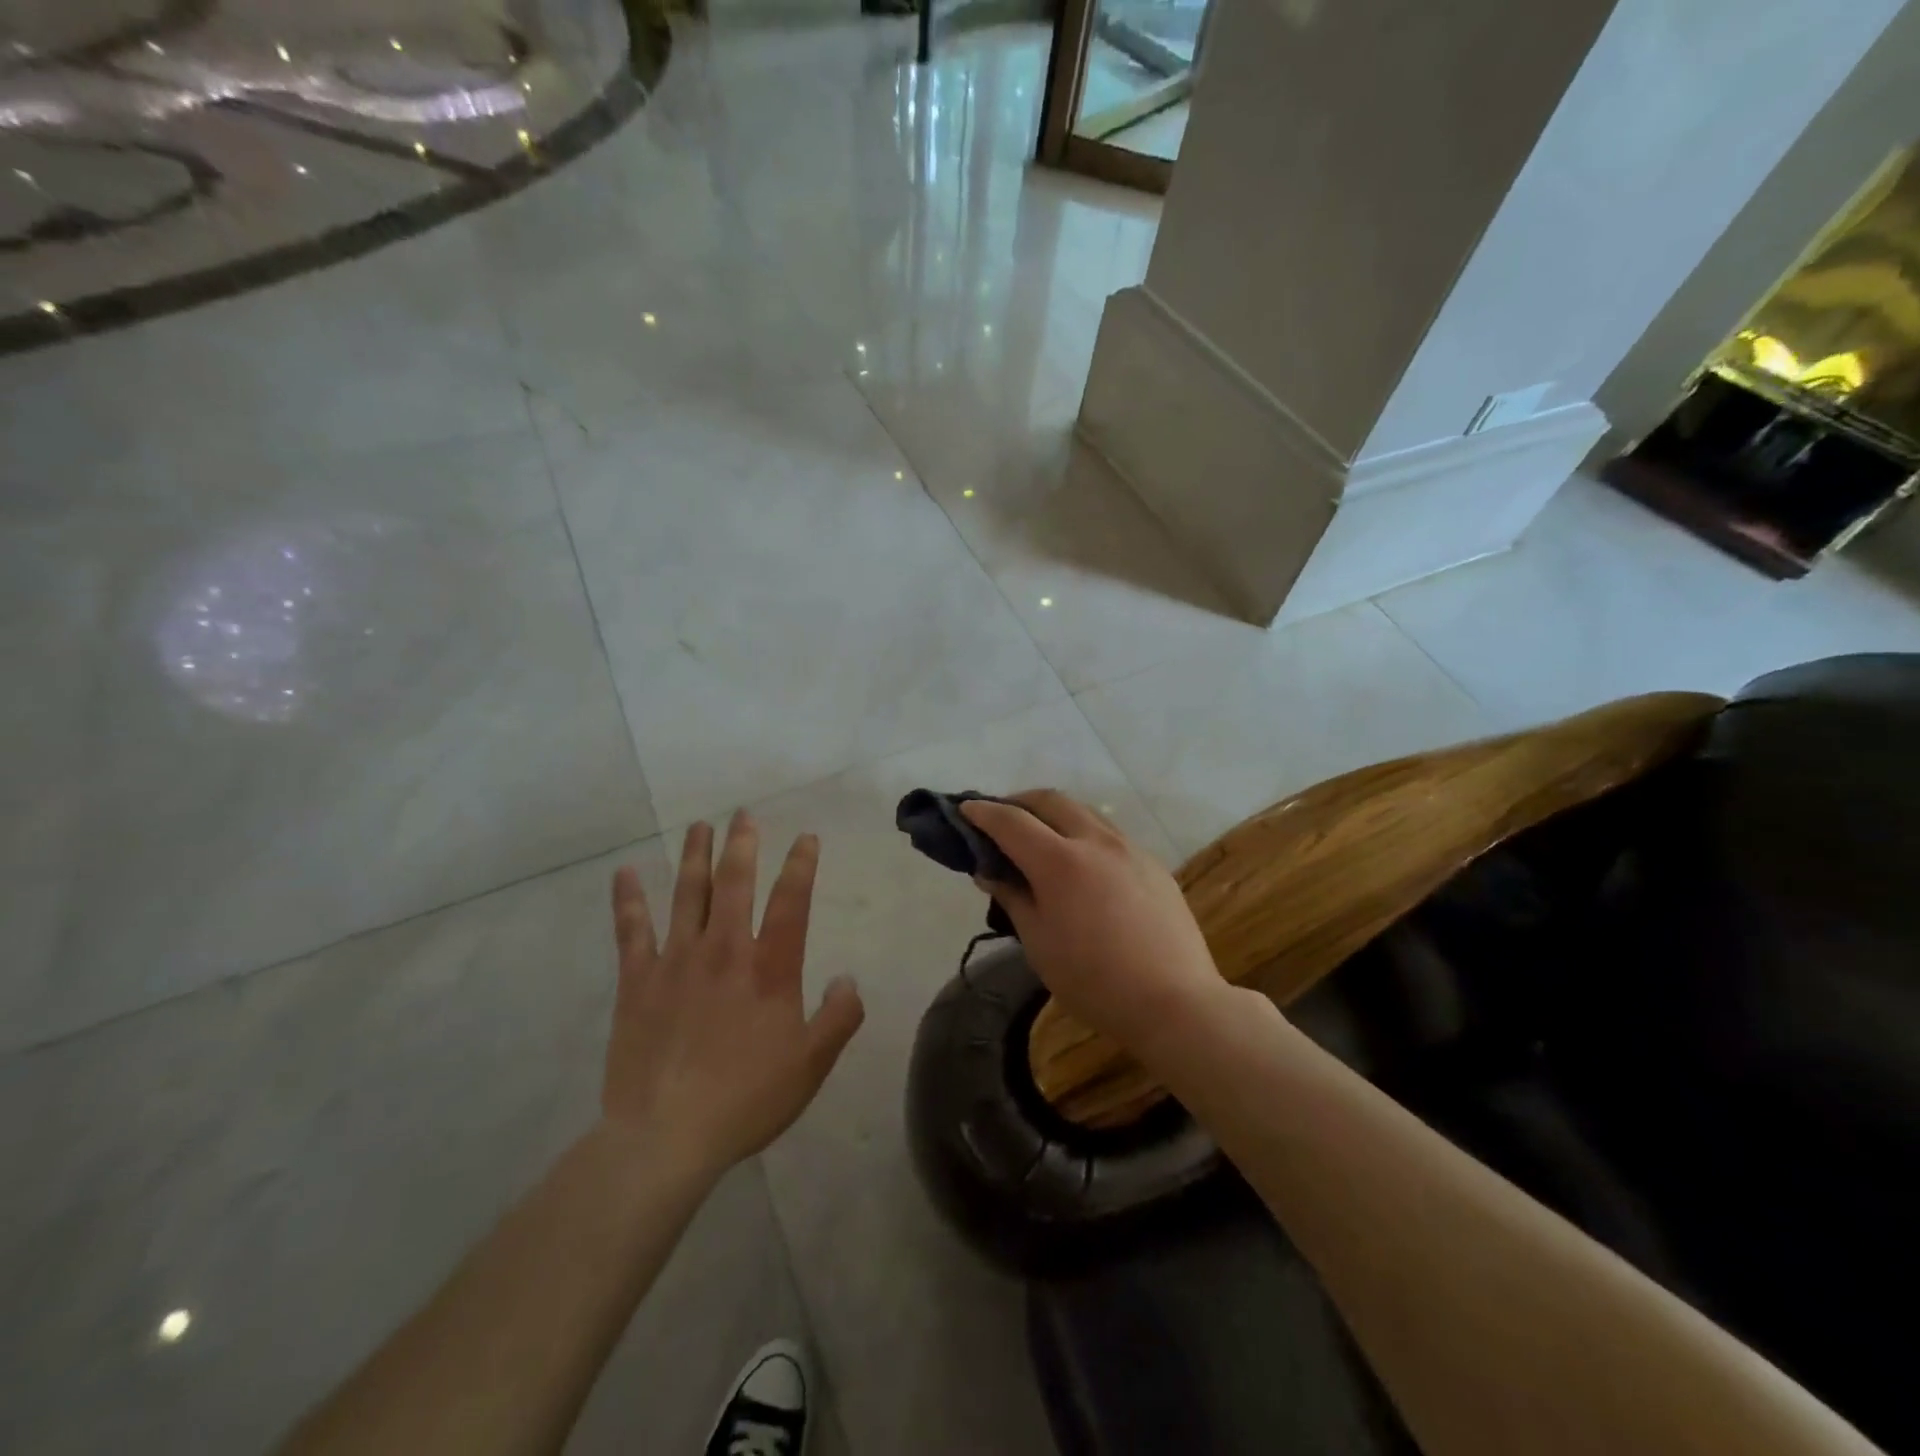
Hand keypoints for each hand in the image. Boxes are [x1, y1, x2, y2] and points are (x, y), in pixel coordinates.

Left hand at [600, 813, 864, 1181]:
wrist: (667, 1136)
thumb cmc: (747, 1098)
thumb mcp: (812, 1064)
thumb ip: (839, 1017)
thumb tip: (848, 979)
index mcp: (770, 968)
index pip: (792, 902)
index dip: (801, 865)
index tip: (806, 837)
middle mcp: (725, 951)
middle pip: (734, 883)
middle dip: (742, 844)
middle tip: (743, 815)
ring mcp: (677, 961)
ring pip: (687, 894)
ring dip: (694, 856)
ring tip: (700, 826)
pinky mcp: (637, 981)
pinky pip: (631, 930)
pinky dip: (629, 899)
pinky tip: (625, 872)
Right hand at [961, 790, 1225, 1054]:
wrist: (1175, 1002)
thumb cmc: (1094, 981)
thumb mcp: (1039, 943)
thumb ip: (1013, 897)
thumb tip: (989, 870)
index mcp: (1060, 862)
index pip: (1011, 822)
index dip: (983, 812)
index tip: (965, 809)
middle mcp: (1096, 842)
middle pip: (1050, 800)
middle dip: (1019, 801)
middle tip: (1000, 818)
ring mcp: (1130, 849)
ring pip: (1084, 811)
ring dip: (1053, 813)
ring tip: (1038, 836)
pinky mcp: (1153, 864)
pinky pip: (1109, 834)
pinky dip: (1083, 834)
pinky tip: (1081, 863)